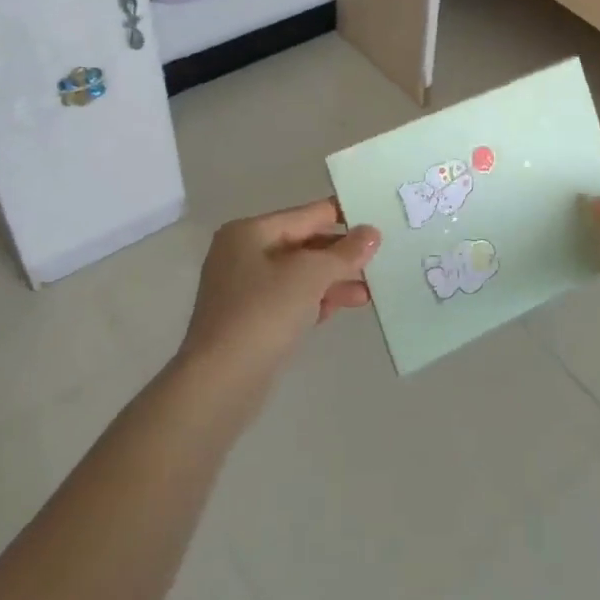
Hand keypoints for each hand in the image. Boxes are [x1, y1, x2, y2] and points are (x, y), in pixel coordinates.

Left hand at [177, 199, 379, 390]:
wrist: (219, 384)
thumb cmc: (263, 314)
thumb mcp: (310, 275)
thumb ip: (344, 252)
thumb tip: (371, 232)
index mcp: (250, 232)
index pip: (307, 215)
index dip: (344, 217)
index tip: (379, 221)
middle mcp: (242, 254)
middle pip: (303, 244)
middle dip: (340, 255)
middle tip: (379, 260)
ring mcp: (243, 290)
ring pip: (299, 275)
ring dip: (333, 280)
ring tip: (368, 292)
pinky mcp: (249, 321)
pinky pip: (290, 300)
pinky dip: (316, 301)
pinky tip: (344, 307)